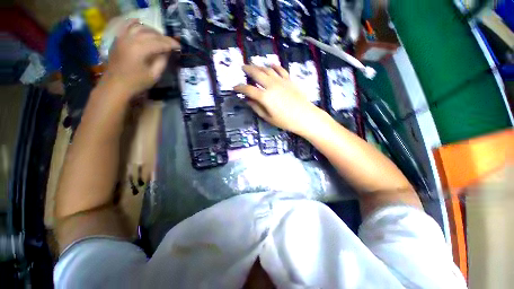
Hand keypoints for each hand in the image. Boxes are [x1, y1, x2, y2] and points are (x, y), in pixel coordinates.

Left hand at [101, 20, 179, 99]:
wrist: (116, 85)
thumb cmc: (137, 82)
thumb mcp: (154, 75)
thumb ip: (162, 61)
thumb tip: (167, 52)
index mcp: (140, 49)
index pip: (160, 42)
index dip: (171, 44)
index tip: (180, 46)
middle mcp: (131, 39)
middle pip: (151, 33)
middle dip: (163, 37)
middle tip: (171, 44)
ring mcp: (122, 37)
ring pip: (140, 27)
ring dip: (152, 30)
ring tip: (159, 37)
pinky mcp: (118, 39)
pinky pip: (126, 25)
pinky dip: (134, 23)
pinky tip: (140, 22)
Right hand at [234, 65, 322, 135]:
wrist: (304, 116)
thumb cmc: (285, 121)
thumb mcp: (268, 117)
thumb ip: (256, 108)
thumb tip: (248, 100)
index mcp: (265, 97)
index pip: (248, 89)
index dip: (240, 88)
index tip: (235, 87)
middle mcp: (271, 85)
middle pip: (257, 73)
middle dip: (248, 69)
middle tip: (243, 68)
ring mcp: (281, 81)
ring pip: (267, 69)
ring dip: (259, 66)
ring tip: (254, 65)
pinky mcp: (289, 80)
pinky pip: (280, 69)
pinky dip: (274, 66)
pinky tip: (271, 64)